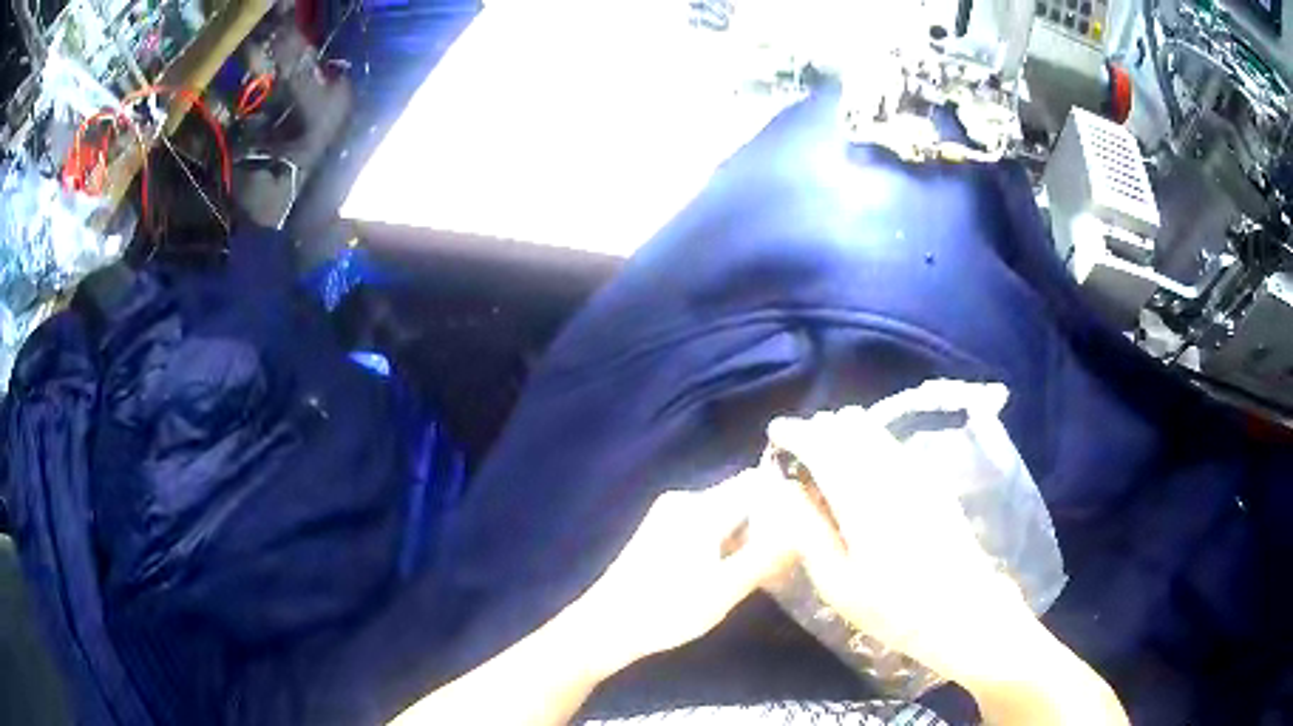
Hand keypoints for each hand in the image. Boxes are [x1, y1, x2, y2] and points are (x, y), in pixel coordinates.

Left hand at [573, 470, 797, 673]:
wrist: (604, 628)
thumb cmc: (665, 610)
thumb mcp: (724, 590)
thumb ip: (765, 557)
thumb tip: (803, 526)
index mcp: (699, 508)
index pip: (755, 482)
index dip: (785, 497)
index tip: (811, 519)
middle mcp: (684, 501)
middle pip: (741, 497)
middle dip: (769, 519)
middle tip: (795, 548)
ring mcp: (669, 516)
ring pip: (726, 513)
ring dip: (748, 533)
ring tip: (773, 562)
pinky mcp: (661, 533)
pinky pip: (707, 525)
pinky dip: (727, 541)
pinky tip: (736, 568)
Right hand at [767, 407, 1035, 680]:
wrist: (962, 610)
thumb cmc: (892, 607)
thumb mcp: (838, 584)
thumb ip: (807, 531)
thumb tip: (781, 489)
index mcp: (863, 499)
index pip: (824, 444)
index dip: (797, 431)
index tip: (776, 430)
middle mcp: (891, 473)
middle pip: (851, 427)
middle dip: (820, 428)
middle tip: (798, 446)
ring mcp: (917, 474)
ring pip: (875, 431)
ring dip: (845, 431)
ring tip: (826, 451)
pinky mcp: (933, 481)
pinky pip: (893, 445)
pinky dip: (869, 443)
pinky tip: (862, 465)